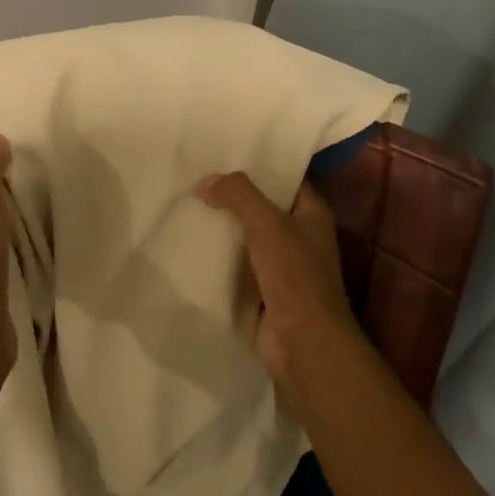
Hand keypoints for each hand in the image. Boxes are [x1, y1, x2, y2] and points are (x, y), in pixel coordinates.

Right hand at [198, 172, 361, 392]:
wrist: (301, 344)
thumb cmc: (295, 276)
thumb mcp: (268, 224)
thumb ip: (238, 195)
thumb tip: (204, 182)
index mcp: (311, 215)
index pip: (285, 178)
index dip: (259, 164)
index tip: (223, 151)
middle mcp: (297, 236)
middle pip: (260, 207)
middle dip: (230, 195)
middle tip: (192, 174)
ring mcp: (278, 266)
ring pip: (243, 237)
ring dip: (219, 226)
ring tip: (182, 203)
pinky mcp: (258, 291)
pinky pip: (232, 266)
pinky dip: (213, 257)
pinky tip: (185, 242)